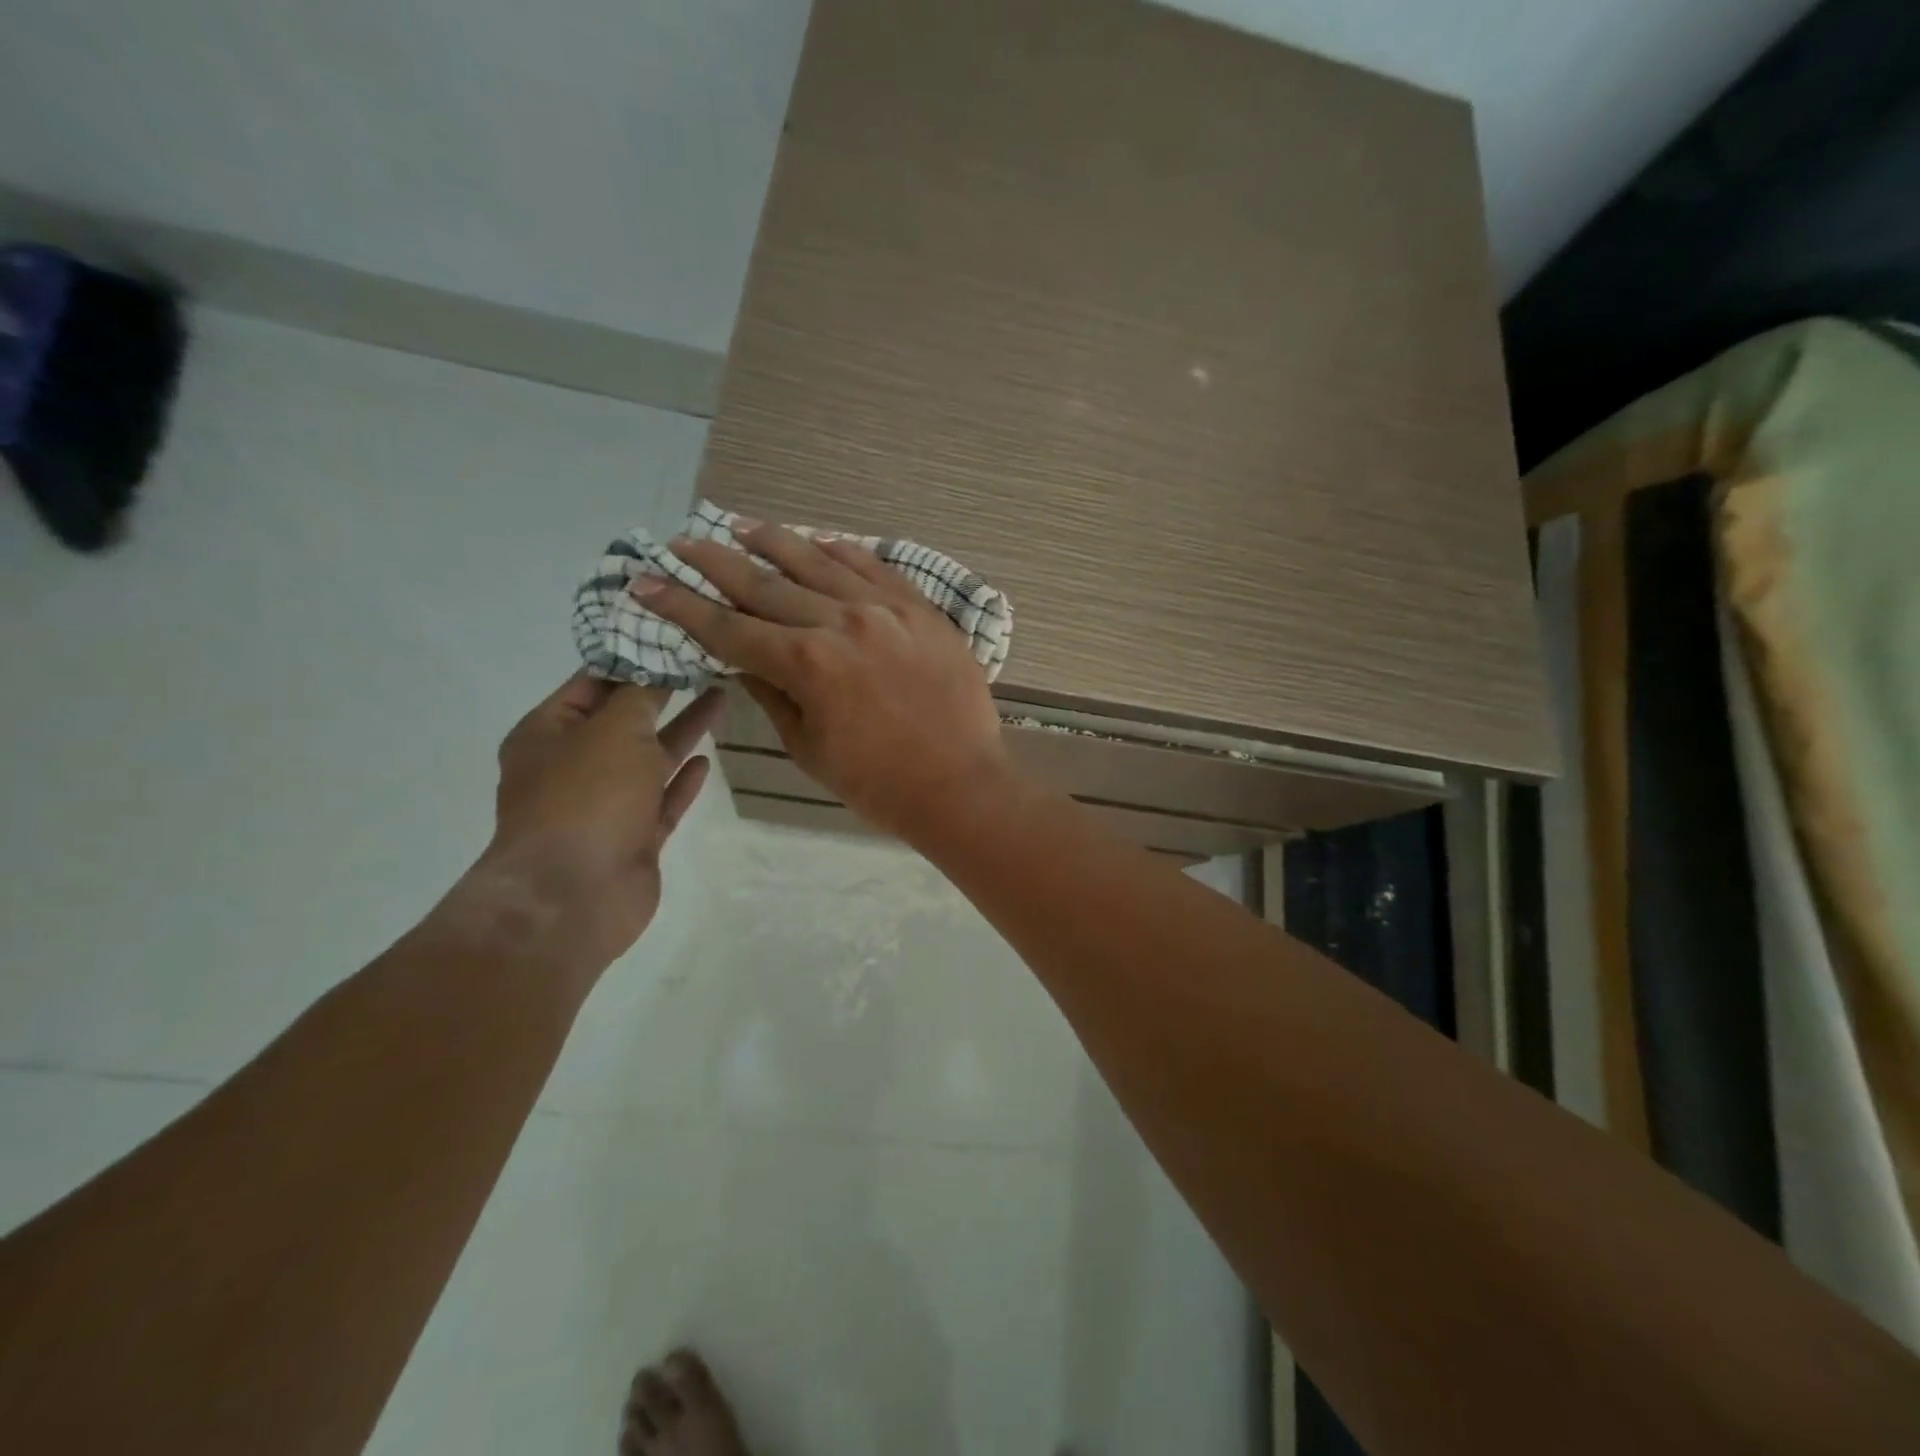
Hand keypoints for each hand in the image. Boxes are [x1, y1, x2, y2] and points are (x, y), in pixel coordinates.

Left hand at [466, 674, 721, 967]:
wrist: (575, 895)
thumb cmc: (586, 797)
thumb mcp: (614, 730)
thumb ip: (640, 696)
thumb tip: (654, 665)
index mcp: (548, 733)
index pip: (591, 683)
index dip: (630, 658)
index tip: (671, 636)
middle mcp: (572, 765)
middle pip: (624, 719)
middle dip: (662, 692)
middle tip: (704, 662)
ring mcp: (604, 804)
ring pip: (649, 758)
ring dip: (681, 730)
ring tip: (720, 697)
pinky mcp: (633, 837)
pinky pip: (662, 799)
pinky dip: (682, 779)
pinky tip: (707, 759)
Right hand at [635, 522, 1010, 841]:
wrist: (961, 785)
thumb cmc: (878, 784)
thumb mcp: (809, 748)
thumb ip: (772, 695)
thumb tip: (740, 659)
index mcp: (807, 664)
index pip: (730, 628)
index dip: (683, 606)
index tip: (647, 583)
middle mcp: (841, 622)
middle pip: (766, 583)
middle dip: (716, 563)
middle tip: (682, 543)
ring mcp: (887, 609)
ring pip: (819, 561)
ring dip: (774, 541)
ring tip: (740, 526)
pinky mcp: (921, 609)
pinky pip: (875, 566)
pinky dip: (841, 550)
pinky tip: (818, 540)